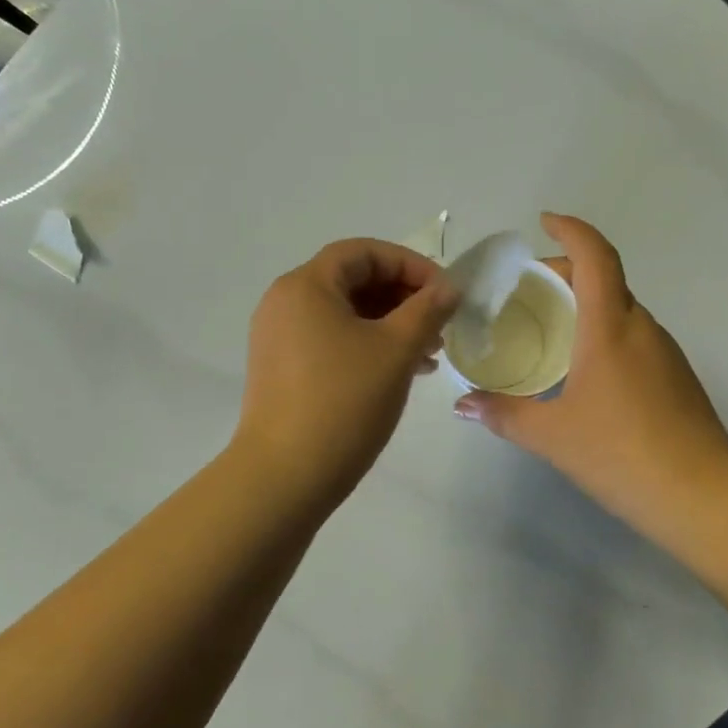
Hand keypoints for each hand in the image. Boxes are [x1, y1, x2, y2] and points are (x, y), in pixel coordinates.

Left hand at [234, 239, 459, 508]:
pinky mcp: (281, 368)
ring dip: (388, 324)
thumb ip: (427, 309)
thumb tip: (449, 287)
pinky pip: (330, 340)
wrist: (284, 475)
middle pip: (352, 280)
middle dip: (402, 297)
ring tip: (429, 354)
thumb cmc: (343, 402)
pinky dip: (366, 346)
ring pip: (343, 314)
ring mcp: (278, 337)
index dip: (409, 264)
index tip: (444, 292)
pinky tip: (400, 372)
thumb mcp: (395, 350)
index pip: (363, 252)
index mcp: (306, 285)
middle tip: (440, 324)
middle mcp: (284, 302)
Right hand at [453, 214, 727, 539]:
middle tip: (527, 289)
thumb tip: (462, 405)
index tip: (544, 221)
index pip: (595, 257)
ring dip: (587, 304)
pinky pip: (633, 336)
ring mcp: (665, 353)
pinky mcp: (676, 378)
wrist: (704, 497)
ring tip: (550, 328)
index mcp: (611, 327)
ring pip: (621, 309)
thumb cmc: (621, 453)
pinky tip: (584, 369)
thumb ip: (502, 414)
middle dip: (567, 271)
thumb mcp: (550, 435)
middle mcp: (642, 328)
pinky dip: (604, 332)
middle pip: (606, 279)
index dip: (571, 230)